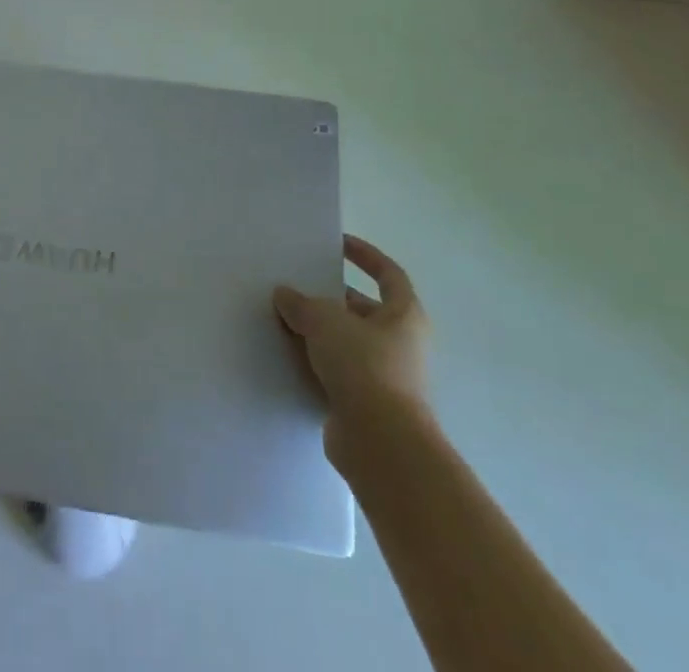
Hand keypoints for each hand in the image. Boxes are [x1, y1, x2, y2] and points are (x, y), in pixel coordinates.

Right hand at [273, 235, 430, 464]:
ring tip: (285, 319)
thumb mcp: (325, 321)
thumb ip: (301, 303)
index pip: (388, 274)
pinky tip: (288, 356)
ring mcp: (386, 377)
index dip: (365, 256)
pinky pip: (339, 373)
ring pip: (349, 343)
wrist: (381, 443)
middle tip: (297, 287)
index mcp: (404, 315)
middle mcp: (401, 344)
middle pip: (364, 310)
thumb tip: (284, 295)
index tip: (338, 244)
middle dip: (331, 298)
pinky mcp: (367, 405)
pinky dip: (317, 363)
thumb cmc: (364, 366)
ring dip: (321, 332)